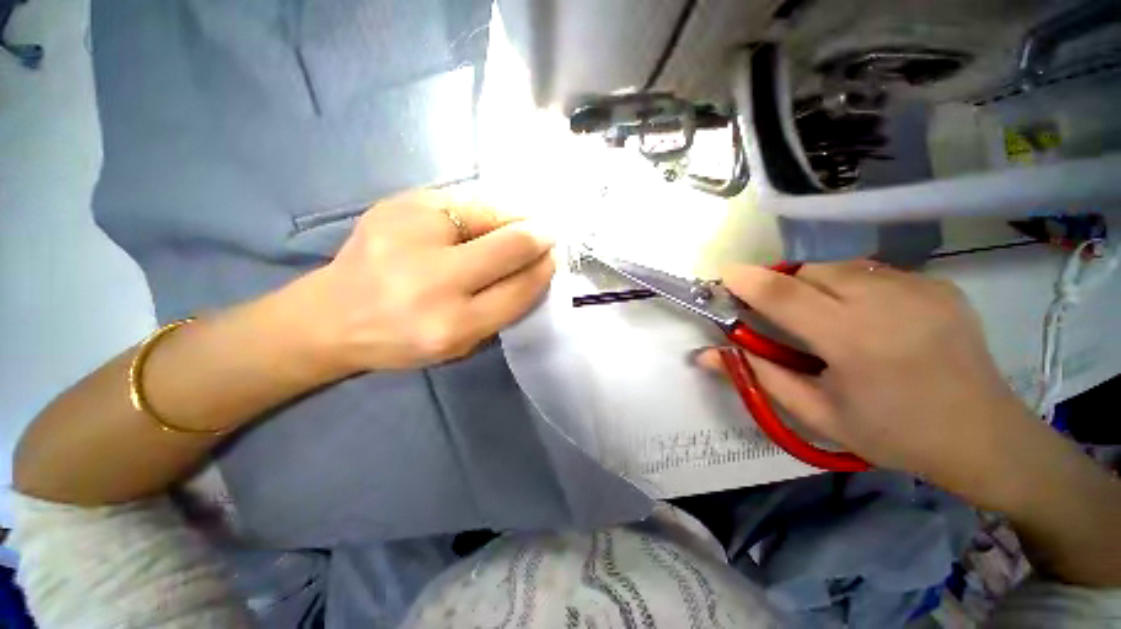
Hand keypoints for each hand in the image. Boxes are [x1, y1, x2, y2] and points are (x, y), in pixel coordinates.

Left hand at [287, 190, 554, 373]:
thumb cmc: (403, 339)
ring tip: (513, 228)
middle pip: (510, 245)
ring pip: (489, 213)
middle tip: (544, 236)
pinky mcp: (394, 206)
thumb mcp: (461, 344)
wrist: (330, 317)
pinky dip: (481, 212)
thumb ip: (502, 308)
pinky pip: (460, 201)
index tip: (552, 259)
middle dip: (537, 237)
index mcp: (453, 324)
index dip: (543, 270)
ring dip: (511, 220)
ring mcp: (409, 235)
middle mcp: (433, 280)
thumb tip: (536, 265)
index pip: (520, 288)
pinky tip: (478, 223)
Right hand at [698, 261, 1031, 480]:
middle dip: (783, 286)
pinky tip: (868, 317)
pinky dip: (851, 286)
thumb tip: (705, 354)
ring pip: (840, 266)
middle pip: (809, 270)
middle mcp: (888, 301)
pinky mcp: (938, 283)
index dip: (747, 280)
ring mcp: (919, 287)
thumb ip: (757, 375)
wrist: (985, 437)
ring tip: (827, 319)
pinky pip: (872, 271)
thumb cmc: (893, 434)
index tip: (724, 276)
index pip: (784, 294)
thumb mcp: (815, 413)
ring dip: (816, 285)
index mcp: (854, 340)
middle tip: (782, 316)